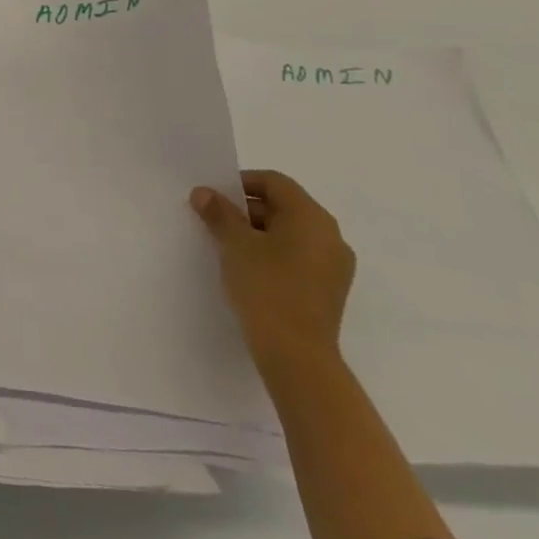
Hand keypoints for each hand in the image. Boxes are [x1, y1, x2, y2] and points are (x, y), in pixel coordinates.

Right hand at [191, 169, 354, 374]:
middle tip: (216, 222)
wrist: (296, 355)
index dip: (241, 183)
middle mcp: (331, 236)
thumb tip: (204, 193)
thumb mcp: (234, 244)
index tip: (215, 198)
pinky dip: (274, 254)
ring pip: (291, 234)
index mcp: (311, 217)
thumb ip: (219, 213)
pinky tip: (250, 271)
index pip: (274, 182)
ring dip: (259, 233)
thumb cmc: (266, 287)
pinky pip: (298, 257)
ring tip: (229, 248)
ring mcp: (334, 266)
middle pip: (284, 206)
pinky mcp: (329, 290)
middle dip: (247, 210)